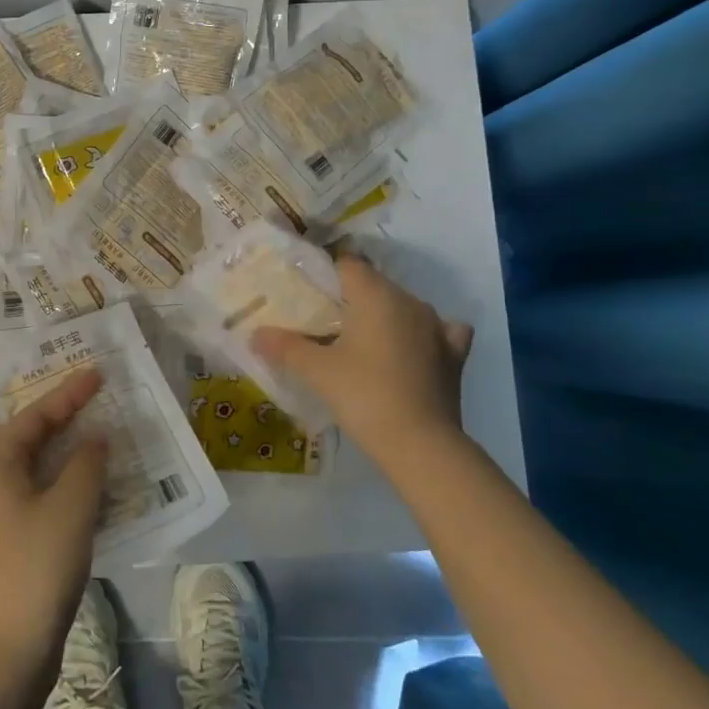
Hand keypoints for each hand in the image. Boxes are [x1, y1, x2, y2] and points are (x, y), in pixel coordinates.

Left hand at [0, 367, 108, 679]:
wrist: (2, 652)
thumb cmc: (35, 567)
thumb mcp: (71, 507)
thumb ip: (86, 463)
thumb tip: (93, 438)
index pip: (34, 413)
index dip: (68, 393)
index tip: (98, 373)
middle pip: (20, 432)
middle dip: (52, 414)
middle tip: (85, 401)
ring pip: (26, 464)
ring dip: (56, 448)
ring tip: (90, 436)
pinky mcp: (3, 540)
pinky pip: (32, 491)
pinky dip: (57, 479)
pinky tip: (84, 487)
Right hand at [251, 255, 473, 464]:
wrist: (421, 444)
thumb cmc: (364, 396)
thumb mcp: (317, 371)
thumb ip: (286, 347)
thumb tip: (255, 334)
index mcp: (376, 295)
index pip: (348, 264)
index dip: (326, 275)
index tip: (307, 296)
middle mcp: (410, 301)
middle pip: (375, 285)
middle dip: (350, 298)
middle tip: (323, 324)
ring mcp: (437, 327)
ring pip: (404, 307)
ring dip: (384, 317)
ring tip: (360, 341)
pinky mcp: (454, 354)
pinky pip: (439, 331)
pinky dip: (423, 335)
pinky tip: (413, 349)